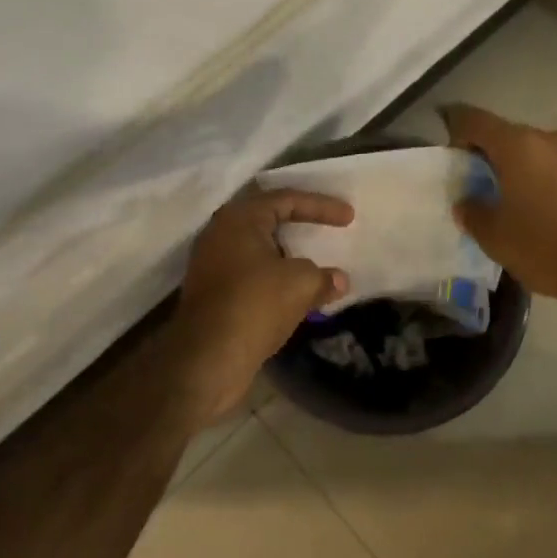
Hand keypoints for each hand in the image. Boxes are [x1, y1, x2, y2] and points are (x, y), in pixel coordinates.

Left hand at [174, 187, 353, 421]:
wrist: (207, 359)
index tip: (349, 217)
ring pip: (258, 249)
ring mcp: (212, 263)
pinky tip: (294, 290)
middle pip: (268, 219)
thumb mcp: (301, 284)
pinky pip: (250, 273)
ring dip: (287, 255)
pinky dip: (275, 276)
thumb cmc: (255, 305)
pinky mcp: (211, 293)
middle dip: (300, 224)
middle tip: (328, 228)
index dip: (320, 205)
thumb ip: (323, 276)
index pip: (286, 199)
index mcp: (239, 218)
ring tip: (315, 262)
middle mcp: (220, 233)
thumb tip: (339, 280)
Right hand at [442, 104, 556, 324]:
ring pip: (532, 150)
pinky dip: (538, 176)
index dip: (455, 128)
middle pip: (505, 134)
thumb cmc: (545, 246)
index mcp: (518, 145)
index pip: (475, 120)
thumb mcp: (495, 236)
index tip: (447, 151)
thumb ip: (472, 212)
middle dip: (486, 151)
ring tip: (503, 195)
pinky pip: (554, 165)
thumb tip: (466, 202)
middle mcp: (547, 139)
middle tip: (472, 179)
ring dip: (514, 165)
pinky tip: (534, 204)